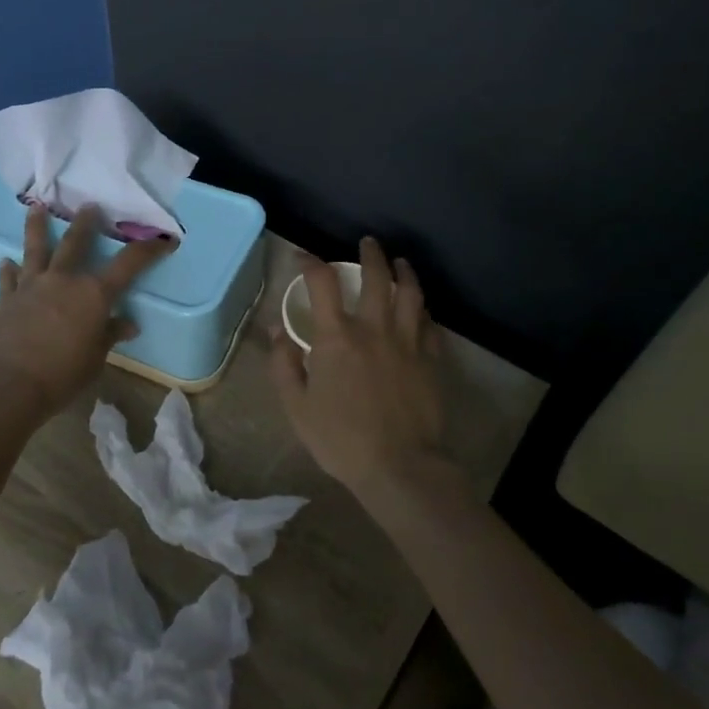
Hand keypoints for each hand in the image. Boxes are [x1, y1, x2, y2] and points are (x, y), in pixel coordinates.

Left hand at [0, 204, 171, 418]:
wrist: (9, 385)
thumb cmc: (62, 374)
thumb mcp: (95, 358)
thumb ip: (110, 335)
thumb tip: (128, 324)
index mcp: (94, 294)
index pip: (129, 264)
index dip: (149, 250)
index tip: (164, 239)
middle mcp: (63, 280)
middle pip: (76, 243)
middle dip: (86, 223)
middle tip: (90, 206)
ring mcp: (32, 286)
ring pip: (36, 249)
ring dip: (38, 227)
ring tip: (36, 208)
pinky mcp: (7, 300)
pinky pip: (8, 279)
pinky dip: (8, 270)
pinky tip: (5, 261)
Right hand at [269, 238, 454, 504]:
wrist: (399, 466)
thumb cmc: (340, 439)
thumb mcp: (296, 406)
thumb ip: (284, 364)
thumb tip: (276, 330)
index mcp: (337, 337)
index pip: (322, 283)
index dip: (310, 263)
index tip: (303, 258)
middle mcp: (374, 328)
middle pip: (376, 277)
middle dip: (371, 254)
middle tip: (368, 242)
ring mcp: (408, 342)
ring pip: (411, 293)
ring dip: (404, 272)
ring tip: (401, 262)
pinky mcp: (431, 359)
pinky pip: (430, 323)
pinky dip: (423, 309)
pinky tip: (421, 308)